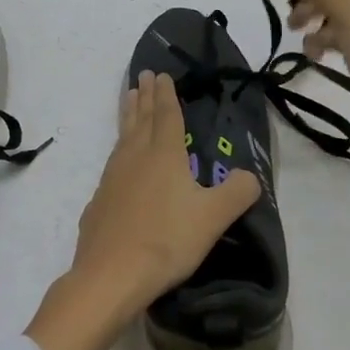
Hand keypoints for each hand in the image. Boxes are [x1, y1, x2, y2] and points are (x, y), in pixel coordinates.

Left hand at [25, 72, 260, 349]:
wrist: (110, 275)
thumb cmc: (166, 240)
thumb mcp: (213, 217)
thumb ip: (237, 192)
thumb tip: (251, 176)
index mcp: (164, 155)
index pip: (166, 115)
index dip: (166, 94)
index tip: (161, 74)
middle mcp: (135, 158)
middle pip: (140, 119)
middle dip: (144, 96)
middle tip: (142, 75)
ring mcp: (112, 178)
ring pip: (122, 137)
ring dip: (127, 116)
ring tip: (127, 100)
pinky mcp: (99, 201)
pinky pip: (111, 165)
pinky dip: (117, 151)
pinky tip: (117, 162)